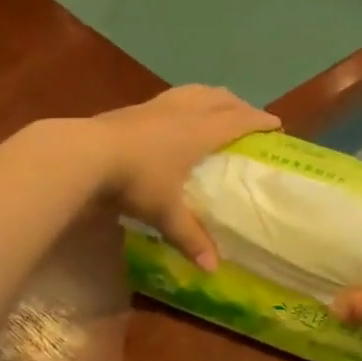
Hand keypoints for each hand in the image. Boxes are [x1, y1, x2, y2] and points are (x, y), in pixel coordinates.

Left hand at [93, 86, 278, 270]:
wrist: (85, 154)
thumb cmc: (136, 180)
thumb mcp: (165, 212)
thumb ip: (190, 238)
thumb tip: (213, 269)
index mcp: (199, 132)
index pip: (238, 120)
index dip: (259, 121)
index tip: (276, 124)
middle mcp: (182, 112)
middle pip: (219, 98)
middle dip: (238, 105)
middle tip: (249, 117)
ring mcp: (156, 105)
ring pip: (194, 91)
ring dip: (212, 96)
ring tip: (217, 106)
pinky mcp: (133, 107)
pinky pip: (171, 97)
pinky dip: (185, 101)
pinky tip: (175, 114)